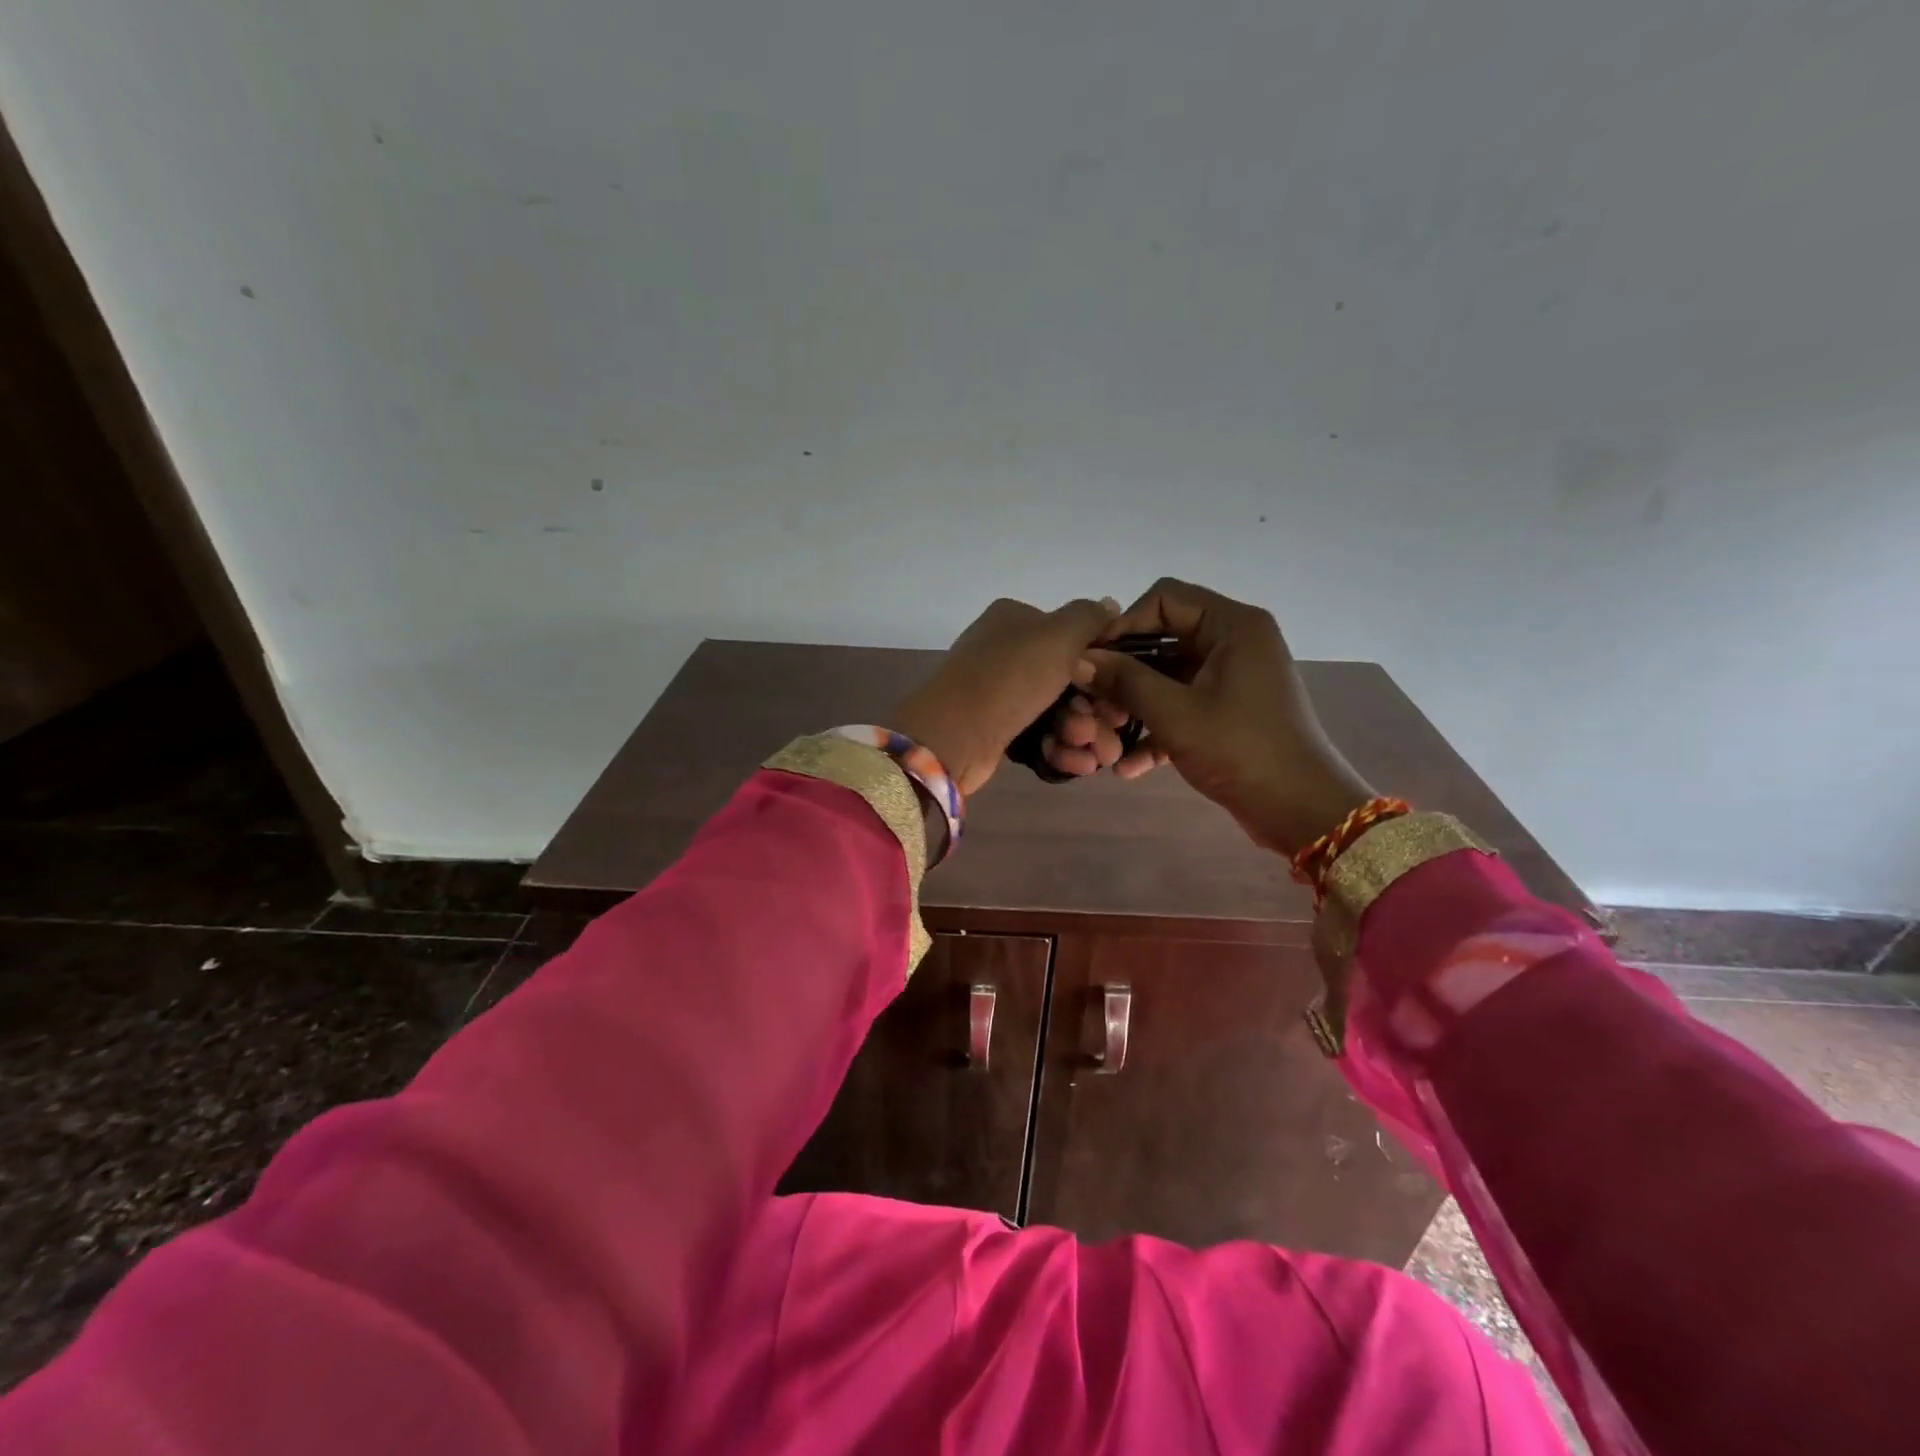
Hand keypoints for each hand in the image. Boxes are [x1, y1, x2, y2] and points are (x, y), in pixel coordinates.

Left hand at [891, 596, 1119, 796]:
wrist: (954, 735)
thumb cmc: (1010, 677)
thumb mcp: (1058, 634)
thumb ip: (1089, 617)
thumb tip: (1109, 605)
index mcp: (1016, 620)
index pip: (1072, 637)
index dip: (1103, 665)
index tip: (1122, 691)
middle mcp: (1007, 652)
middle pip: (1069, 679)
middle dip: (1095, 709)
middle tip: (1110, 729)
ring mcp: (1000, 693)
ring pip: (1058, 711)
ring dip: (1082, 733)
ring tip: (1094, 755)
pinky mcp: (998, 729)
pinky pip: (1040, 737)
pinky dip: (1061, 749)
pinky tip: (1077, 763)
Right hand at [1076, 578, 1376, 856]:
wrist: (1302, 811)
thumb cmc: (1241, 750)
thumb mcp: (1176, 714)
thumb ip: (1125, 681)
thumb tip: (1079, 661)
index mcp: (1232, 626)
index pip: (1165, 598)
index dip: (1124, 624)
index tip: (1092, 659)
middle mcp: (1234, 642)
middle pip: (1163, 639)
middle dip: (1124, 673)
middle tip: (1091, 703)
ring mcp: (1232, 679)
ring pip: (1168, 677)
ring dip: (1135, 705)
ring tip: (1105, 737)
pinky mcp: (1228, 712)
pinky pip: (1183, 706)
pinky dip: (1157, 730)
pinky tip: (1129, 766)